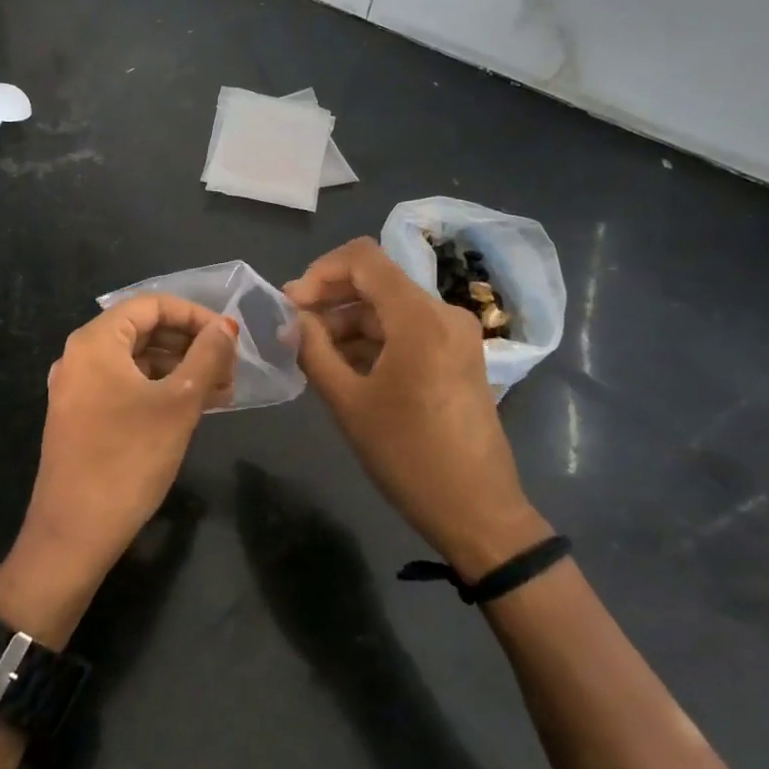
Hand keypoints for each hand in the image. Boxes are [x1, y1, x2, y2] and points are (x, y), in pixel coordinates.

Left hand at [0, 296, 238, 647]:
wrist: (74, 533)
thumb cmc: (129, 459)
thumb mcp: (178, 403)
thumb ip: (207, 357)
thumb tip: (226, 326)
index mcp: (96, 341)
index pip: (152, 304)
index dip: (195, 315)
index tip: (229, 337)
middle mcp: (81, 356)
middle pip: (144, 330)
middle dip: (191, 344)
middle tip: (231, 368)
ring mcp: (78, 388)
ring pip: (137, 361)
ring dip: (180, 369)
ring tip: (223, 391)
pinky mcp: (82, 417)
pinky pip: (126, 386)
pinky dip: (160, 390)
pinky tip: (194, 408)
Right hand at [285, 239, 548, 578]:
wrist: (477, 511)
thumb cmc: (408, 456)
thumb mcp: (349, 402)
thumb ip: (314, 350)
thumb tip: (292, 320)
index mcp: (419, 317)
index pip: (363, 258)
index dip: (320, 272)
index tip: (291, 305)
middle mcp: (443, 313)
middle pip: (377, 281)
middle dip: (331, 299)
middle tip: (294, 329)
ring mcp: (455, 335)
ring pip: (390, 307)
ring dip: (350, 322)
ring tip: (314, 355)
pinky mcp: (458, 356)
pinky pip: (408, 331)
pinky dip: (374, 340)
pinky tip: (346, 367)